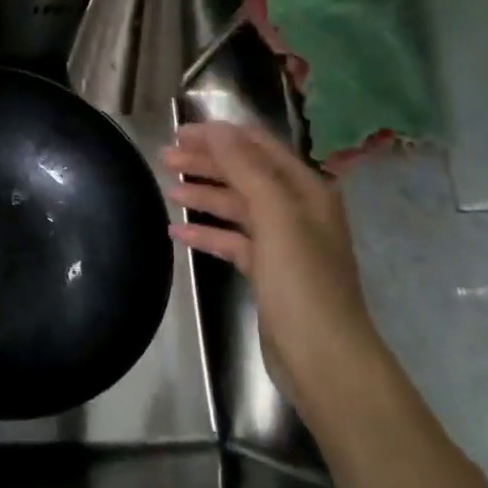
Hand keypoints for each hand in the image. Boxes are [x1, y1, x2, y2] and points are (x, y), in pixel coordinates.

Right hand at [162, 122, 379, 397]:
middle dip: (206, 163)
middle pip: (245, 175)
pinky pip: (232, 241)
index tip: (180, 132)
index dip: (220, 136)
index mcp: (305, 190)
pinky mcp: (267, 272)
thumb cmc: (302, 283)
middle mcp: (296, 210)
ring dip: (204, 195)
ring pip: (236, 208)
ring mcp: (282, 243)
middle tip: (164, 157)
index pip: (258, 148)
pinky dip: (207, 233)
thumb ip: (245, 169)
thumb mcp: (275, 217)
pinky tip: (177, 232)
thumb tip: (216, 130)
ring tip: (167, 189)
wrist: (323, 358)